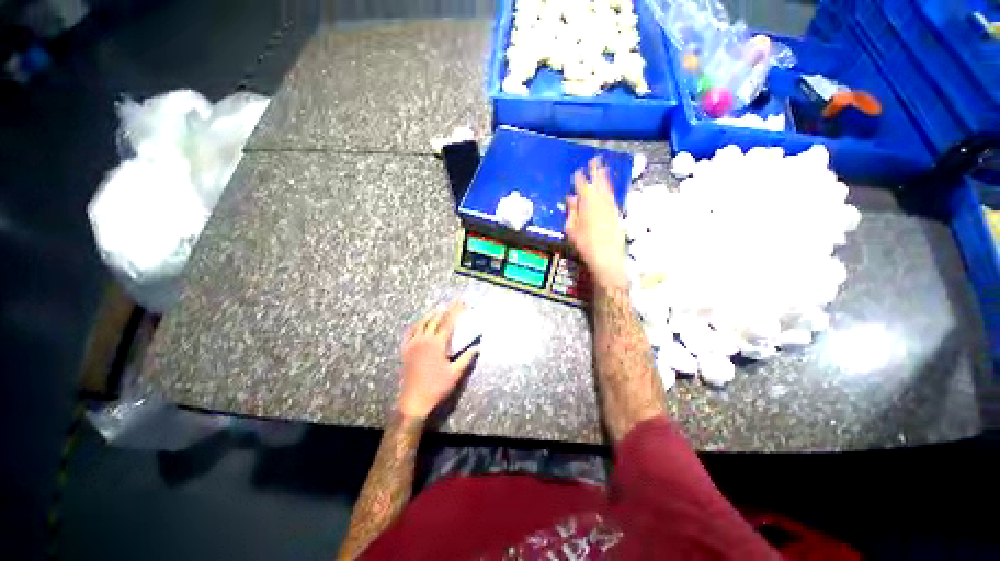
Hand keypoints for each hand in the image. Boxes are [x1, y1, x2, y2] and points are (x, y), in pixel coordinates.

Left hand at [398, 302, 478, 418]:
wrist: (414, 401)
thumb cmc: (437, 387)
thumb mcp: (455, 373)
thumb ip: (466, 358)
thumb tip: (478, 347)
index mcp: (437, 344)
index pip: (448, 322)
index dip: (455, 311)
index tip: (461, 303)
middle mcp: (424, 340)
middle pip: (434, 320)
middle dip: (444, 310)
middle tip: (452, 304)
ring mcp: (413, 345)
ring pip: (421, 324)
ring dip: (430, 315)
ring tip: (437, 310)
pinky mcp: (406, 351)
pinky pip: (409, 333)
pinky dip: (415, 325)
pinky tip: (418, 324)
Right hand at [565, 158, 626, 289]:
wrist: (606, 255)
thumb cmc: (584, 243)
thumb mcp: (571, 228)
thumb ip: (571, 211)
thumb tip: (571, 197)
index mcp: (586, 202)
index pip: (582, 185)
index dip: (579, 177)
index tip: (578, 171)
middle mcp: (600, 200)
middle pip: (598, 181)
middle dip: (596, 170)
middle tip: (595, 159)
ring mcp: (611, 205)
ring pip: (607, 187)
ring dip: (605, 177)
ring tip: (604, 167)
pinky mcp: (617, 213)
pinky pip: (613, 195)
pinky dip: (610, 188)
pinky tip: (609, 187)